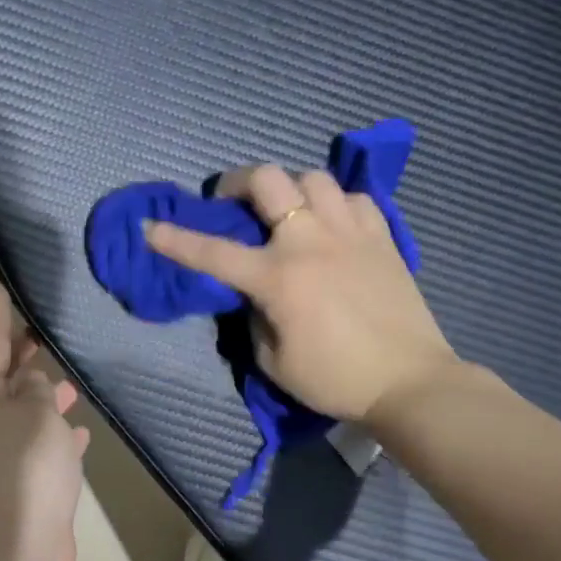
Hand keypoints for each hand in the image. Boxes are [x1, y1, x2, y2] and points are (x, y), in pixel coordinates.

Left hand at [0, 281, 90, 560]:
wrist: (15, 551)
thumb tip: (34, 383)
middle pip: (6, 379)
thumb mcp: (37, 414)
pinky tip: (82, 432)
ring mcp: (3, 456)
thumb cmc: (25, 469)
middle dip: (24, 355)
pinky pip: (41, 447)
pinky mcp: (23, 485)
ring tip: (72, 379)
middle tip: (44, 328)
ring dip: (46, 397)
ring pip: (26, 413)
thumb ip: (39, 390)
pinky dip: (59, 436)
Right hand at [144, 165, 459, 430]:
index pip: (213, 252)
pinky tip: (331, 224)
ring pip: (314, 178)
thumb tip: (254, 293)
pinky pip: (354, 199)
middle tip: (230, 201)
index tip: (149, 226)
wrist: (410, 383)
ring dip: (290, 189)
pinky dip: (335, 204)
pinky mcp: (383, 238)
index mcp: (278, 277)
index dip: (174, 239)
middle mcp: (311, 242)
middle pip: (269, 180)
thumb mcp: (273, 361)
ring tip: (287, 211)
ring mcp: (351, 233)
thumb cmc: (335, 379)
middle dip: (238, 181)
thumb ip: (253, 318)